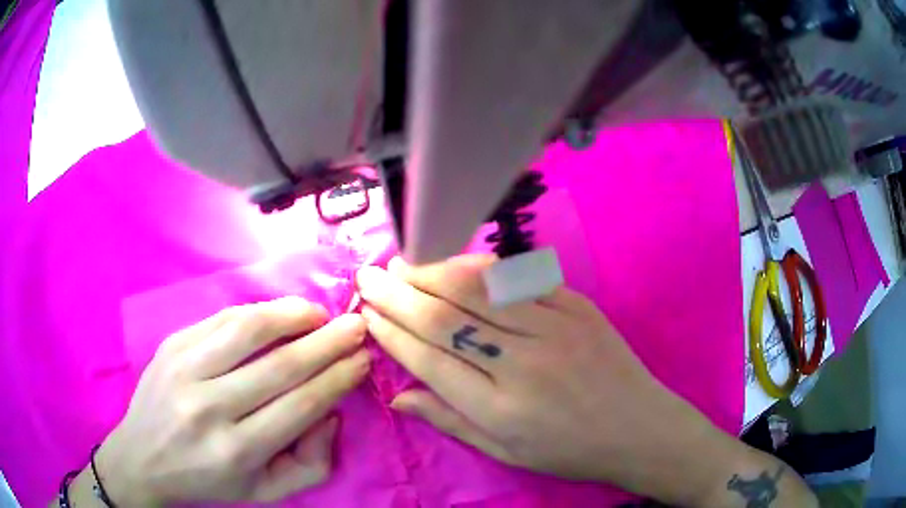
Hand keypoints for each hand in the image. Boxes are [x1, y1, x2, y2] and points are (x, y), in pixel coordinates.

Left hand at [96, 297, 369, 504]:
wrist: (143, 458)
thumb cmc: (209, 479)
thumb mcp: (267, 491)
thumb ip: (312, 463)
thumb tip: (330, 414)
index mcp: (237, 451)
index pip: (301, 405)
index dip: (338, 378)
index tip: (363, 359)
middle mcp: (210, 409)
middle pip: (281, 366)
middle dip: (328, 342)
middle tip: (357, 326)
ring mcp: (185, 370)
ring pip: (248, 330)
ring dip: (293, 316)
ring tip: (320, 313)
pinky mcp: (171, 345)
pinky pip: (222, 319)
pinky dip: (258, 311)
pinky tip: (279, 313)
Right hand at [355, 255, 781, 504]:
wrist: (638, 428)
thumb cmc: (569, 450)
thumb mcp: (505, 452)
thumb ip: (449, 421)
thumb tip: (396, 395)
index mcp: (500, 409)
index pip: (429, 360)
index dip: (391, 333)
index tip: (366, 313)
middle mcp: (522, 364)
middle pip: (445, 319)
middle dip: (398, 294)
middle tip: (368, 276)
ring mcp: (554, 328)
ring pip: (478, 289)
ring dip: (432, 272)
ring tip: (402, 264)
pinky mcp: (577, 306)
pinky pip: (519, 278)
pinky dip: (480, 267)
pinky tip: (456, 263)